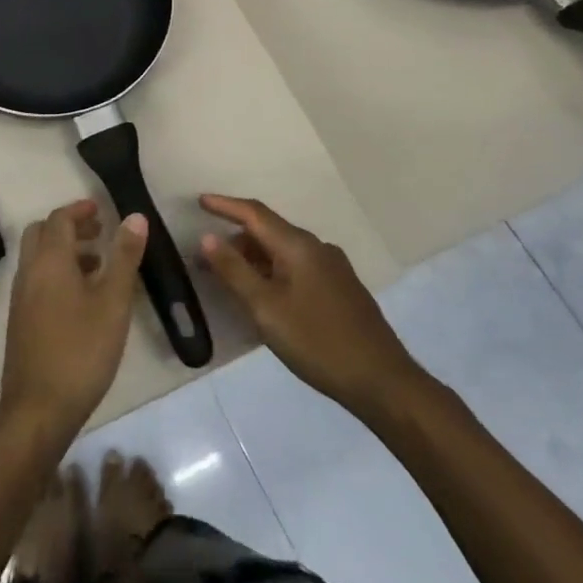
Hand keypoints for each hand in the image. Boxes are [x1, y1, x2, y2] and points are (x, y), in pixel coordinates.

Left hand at [0, 200, 146, 443]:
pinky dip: (57, 272)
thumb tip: (135, 217)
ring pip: (38, 257)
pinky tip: (82, 298)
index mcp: (49, 261)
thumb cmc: (81, 350)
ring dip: (64, 250)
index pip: (59, 219)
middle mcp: (29, 272)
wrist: (39, 408)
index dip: (80, 209)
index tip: (103, 210)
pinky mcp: (21, 319)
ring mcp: (21, 297)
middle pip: (42, 233)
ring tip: (99, 264)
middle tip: (99, 232)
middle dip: (69, 226)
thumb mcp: (113, 302)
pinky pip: (37, 279)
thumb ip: (124, 257)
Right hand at [198, 194, 424, 412]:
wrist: (382, 381)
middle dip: (235, 239)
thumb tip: (208, 237)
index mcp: (299, 246)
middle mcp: (318, 248)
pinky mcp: (341, 289)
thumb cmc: (317, 342)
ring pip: (284, 251)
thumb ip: (234, 271)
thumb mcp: (266, 308)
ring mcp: (333, 268)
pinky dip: (273, 271)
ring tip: (230, 279)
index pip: (254, 213)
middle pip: (269, 231)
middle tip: (205, 258)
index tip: (199, 201)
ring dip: (254, 258)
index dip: (225, 205)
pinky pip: (298, 267)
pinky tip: (265, 295)